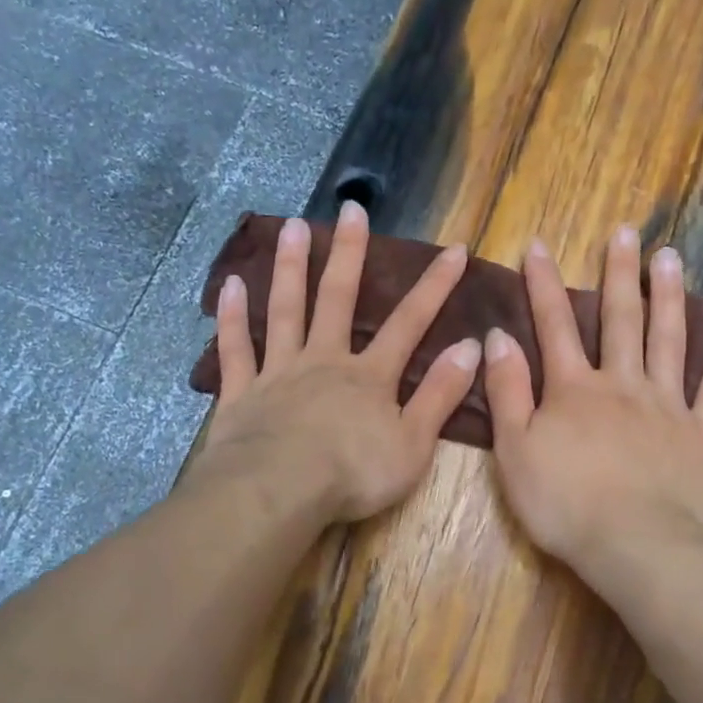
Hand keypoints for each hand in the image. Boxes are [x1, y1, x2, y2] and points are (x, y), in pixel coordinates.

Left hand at [193, 204, 481, 522]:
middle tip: (351, 209)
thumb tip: (471, 347)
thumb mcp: (413, 443)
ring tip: (291, 226)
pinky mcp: (241, 392)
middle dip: (348, 253)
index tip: (454, 249)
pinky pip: (236, 348)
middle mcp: (324, 361)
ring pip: (285, 310)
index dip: (435, 286)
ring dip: (289, 267)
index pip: (409, 323)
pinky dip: (232, 317)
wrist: (278, 492)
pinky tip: (230, 285)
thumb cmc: (352, 475)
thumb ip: (440, 395)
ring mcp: (279, 372)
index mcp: (369, 376)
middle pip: (337, 298)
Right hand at [483, 226, 702, 582]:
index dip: (543, 285)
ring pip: (670, 340)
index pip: (555, 326)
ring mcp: (669, 406)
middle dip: (620, 273)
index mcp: (574, 390)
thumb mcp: (514, 450)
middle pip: (621, 320)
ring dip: (669, 296)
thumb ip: (507, 392)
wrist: (635, 545)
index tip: (538, 246)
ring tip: (671, 257)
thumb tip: (498, 338)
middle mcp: (623, 384)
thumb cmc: (564, 503)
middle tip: (627, 231)